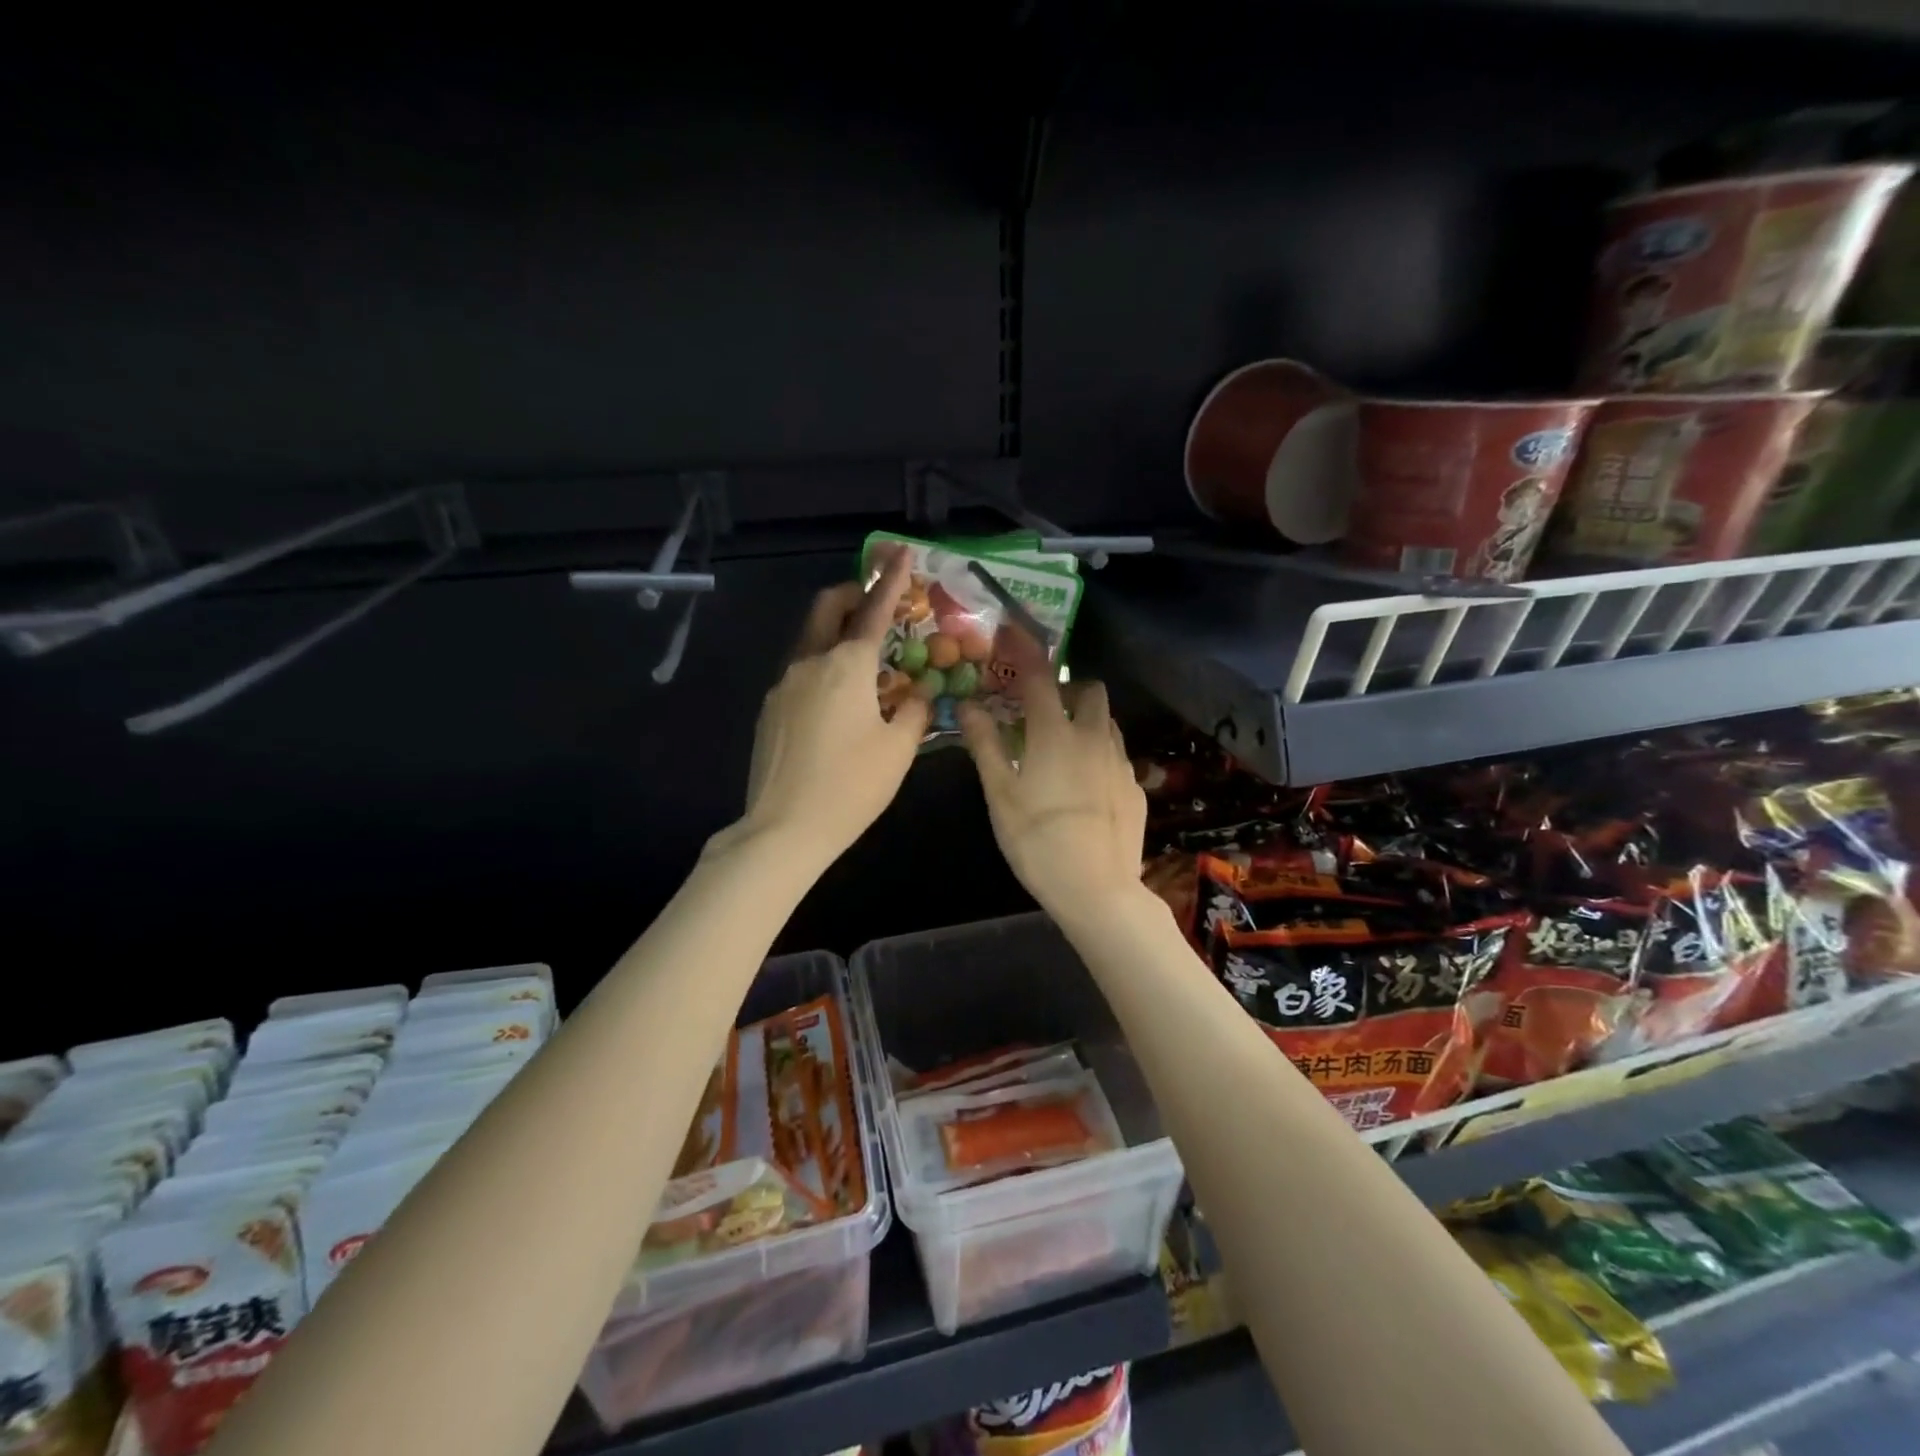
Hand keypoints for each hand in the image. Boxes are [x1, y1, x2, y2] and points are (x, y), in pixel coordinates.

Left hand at [728, 549, 930, 868]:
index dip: (890, 579)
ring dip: (836, 635)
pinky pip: (800, 675)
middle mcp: (809, 664)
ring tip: (864, 663)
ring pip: (811, 642)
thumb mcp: (898, 750)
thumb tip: (918, 692)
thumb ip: (913, 711)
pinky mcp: (769, 711)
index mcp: (846, 666)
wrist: (783, 829)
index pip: (873, 610)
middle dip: (852, 594)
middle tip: (875, 602)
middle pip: (826, 609)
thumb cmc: (851, 787)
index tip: (900, 552)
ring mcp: (782, 686)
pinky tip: (838, 704)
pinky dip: (823, 670)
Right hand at [959, 665, 1146, 922]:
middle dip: (1067, 688)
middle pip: (1089, 690)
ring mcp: (1120, 763)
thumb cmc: (1037, 841)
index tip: (1012, 632)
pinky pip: (1117, 756)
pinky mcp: (1136, 788)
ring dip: (1085, 719)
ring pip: (1107, 722)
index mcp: (1054, 735)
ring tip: (1063, 746)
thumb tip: (967, 705)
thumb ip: (985, 745)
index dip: (1025, 650)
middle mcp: (1093, 738)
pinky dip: (1099, 755)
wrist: (1097, 890)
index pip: (1039, 678)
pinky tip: (1085, 786)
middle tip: (1043, 709)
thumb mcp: (1000, 795)